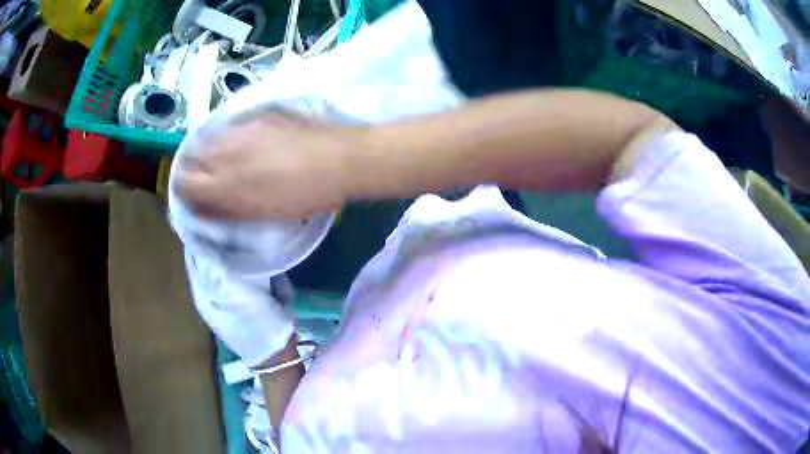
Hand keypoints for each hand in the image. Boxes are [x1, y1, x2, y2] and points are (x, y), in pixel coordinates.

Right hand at [174, 112, 364, 218]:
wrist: (340, 159)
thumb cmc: (306, 195)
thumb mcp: (264, 213)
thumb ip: (229, 209)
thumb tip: (205, 205)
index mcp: (227, 185)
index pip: (184, 185)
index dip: (184, 191)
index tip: (192, 195)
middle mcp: (227, 153)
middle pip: (191, 158)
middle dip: (193, 169)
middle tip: (207, 177)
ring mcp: (242, 130)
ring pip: (209, 138)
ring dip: (210, 150)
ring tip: (225, 158)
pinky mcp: (259, 114)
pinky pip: (232, 126)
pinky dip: (229, 136)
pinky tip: (244, 141)